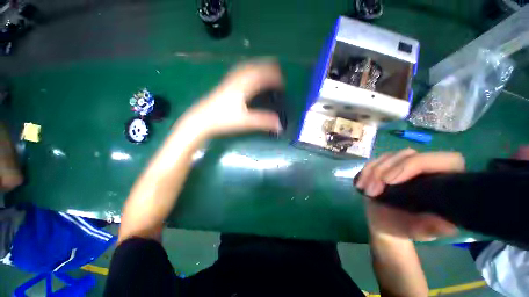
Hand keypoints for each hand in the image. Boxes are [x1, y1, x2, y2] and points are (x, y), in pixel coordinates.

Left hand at [184, 59, 283, 137]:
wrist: (201, 120)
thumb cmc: (223, 120)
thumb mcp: (245, 122)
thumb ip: (263, 122)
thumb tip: (280, 125)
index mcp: (243, 87)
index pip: (262, 76)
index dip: (274, 78)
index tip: (283, 83)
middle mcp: (237, 80)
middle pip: (254, 67)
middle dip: (267, 67)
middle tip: (278, 71)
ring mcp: (229, 81)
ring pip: (246, 67)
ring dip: (257, 65)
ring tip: (266, 68)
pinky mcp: (224, 85)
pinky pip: (239, 71)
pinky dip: (247, 69)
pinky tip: (247, 74)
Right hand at [355, 148, 463, 240]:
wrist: (384, 221)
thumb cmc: (405, 227)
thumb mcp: (420, 231)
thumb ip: (432, 228)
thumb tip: (448, 226)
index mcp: (444, 180)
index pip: (441, 160)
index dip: (415, 165)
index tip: (390, 182)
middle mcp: (426, 167)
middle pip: (408, 154)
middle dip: (386, 170)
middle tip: (373, 190)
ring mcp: (404, 164)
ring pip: (389, 156)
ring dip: (373, 172)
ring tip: (366, 191)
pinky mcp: (387, 165)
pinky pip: (375, 160)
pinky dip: (365, 171)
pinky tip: (360, 184)